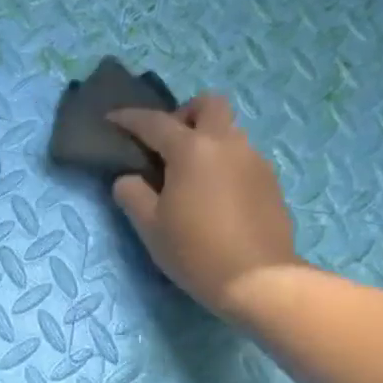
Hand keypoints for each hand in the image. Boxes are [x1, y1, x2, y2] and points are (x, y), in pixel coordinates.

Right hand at [109, 95, 300, 318]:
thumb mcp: (150, 227)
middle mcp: (227, 143)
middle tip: (166, 145)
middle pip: (208, 104)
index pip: (154, 122)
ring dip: (206, 140)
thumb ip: (132, 194)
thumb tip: (128, 178)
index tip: (112, 119)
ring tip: (189, 176)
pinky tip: (213, 196)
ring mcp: (254, 159)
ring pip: (228, 131)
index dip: (129, 119)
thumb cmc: (194, 251)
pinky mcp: (269, 181)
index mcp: (192, 149)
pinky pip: (242, 157)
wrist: (257, 278)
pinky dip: (223, 163)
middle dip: (184, 114)